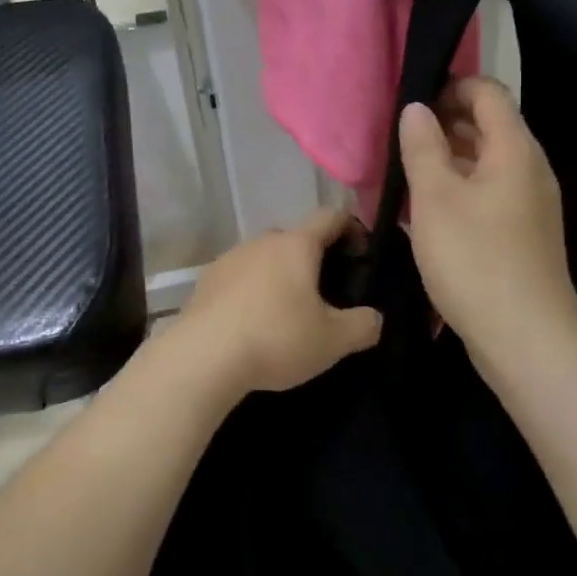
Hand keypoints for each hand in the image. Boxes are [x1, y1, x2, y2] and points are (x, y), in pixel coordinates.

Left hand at [171, 209, 381, 403]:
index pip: (330, 217)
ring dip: (279, 276)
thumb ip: (363, 326)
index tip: (361, 253)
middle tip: (326, 293)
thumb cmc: (276, 338)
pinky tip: (252, 323)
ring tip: (286, 312)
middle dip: (313, 259)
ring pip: (264, 258)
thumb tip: (374, 318)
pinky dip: (251, 292)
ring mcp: (229, 258)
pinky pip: (239, 278)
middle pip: (296, 239)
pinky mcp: (205, 281)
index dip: (351, 228)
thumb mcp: (333, 340)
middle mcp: (262, 241)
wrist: (202, 358)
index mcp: (296, 245)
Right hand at [398, 78, 576, 370]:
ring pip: (485, 164)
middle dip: (443, 123)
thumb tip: (416, 107)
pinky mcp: (522, 234)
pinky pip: (487, 194)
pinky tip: (426, 209)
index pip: (488, 93)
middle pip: (488, 126)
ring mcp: (529, 204)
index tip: (410, 100)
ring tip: (404, 170)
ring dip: (447, 160)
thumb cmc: (475, 260)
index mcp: (514, 150)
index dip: (450, 86)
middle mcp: (529, 169)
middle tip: (397, 137)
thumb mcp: (436, 199)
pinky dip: (458, 190)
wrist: (526, 339)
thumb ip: (423, 147)